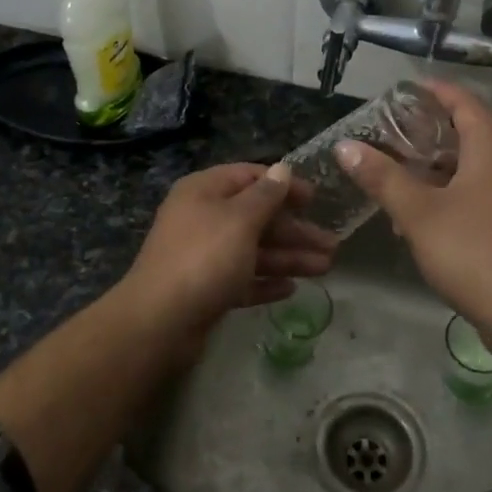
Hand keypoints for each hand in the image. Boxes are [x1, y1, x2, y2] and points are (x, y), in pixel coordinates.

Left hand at [120, 163, 336, 334]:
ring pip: (253, 250)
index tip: (316, 199)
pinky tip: (291, 289)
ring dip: (288, 257)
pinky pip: (242, 279)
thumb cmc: (204, 258)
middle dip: (294, 230)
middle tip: (332, 244)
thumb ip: (266, 195)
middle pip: (256, 217)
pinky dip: (266, 281)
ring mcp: (202, 255)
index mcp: (204, 191)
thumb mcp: (240, 219)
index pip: (249, 176)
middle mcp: (202, 218)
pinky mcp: (205, 289)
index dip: (284, 185)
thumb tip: (283, 169)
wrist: (159, 322)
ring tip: (326, 267)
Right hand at [334, 80, 491, 351]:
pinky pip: (473, 193)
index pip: (464, 102)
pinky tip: (415, 213)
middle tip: (390, 128)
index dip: (435, 91)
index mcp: (490, 149)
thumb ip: (381, 177)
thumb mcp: (417, 212)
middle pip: (468, 132)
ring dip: (434, 163)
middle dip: (429, 128)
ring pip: (469, 166)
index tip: (403, 90)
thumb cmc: (472, 251)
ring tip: (396, 167)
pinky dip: (445, 191)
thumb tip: (345, 146)